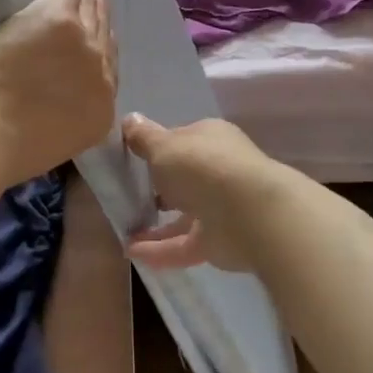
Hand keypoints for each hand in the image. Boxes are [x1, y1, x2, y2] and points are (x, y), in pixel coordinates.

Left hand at [0, 0, 117, 185]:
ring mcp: (84, 42)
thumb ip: (68, 117)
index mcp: (101, 110)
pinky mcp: (59, 17)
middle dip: (100, 17)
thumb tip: (58, 101)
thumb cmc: (8, 148)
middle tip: (98, 0)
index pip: (109, 71)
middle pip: (104, 36)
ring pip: (90, 9)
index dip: (103, 49)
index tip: (99, 38)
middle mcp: (102, 72)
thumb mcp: (55, 141)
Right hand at [121, 114, 277, 272]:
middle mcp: (218, 170)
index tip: (132, 159)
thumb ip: (144, 138)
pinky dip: (159, 250)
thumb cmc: (202, 167)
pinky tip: (132, 252)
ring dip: (155, 226)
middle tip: (127, 197)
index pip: (181, 140)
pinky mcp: (219, 241)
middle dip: (160, 188)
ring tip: (124, 231)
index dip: (158, 149)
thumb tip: (129, 119)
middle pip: (185, 179)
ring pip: (184, 216)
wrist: (248, 213)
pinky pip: (183, 245)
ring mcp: (221, 208)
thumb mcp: (163, 146)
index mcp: (210, 139)